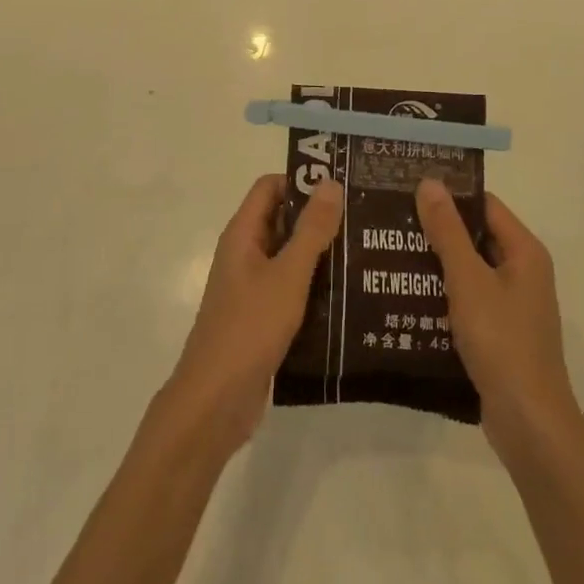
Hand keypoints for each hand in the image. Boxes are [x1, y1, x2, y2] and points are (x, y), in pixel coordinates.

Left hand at [164, 174, 343, 453]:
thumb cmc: (249, 328)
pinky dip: (316, 287)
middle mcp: (245, 255)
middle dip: (319, 218)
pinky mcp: (262, 318)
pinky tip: (351, 296)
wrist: (215, 402)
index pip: (270, 187)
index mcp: (243, 235)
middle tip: (365, 217)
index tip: (343, 184)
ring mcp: (252, 288)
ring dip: (321, 254)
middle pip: (283, 220)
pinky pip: (292, 290)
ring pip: (290, 258)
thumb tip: (330, 182)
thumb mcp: (287, 275)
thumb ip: (311, 230)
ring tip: (367, 252)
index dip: (302, 180)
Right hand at [414, 179, 579, 464]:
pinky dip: (442, 295)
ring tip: (389, 255)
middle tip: (390, 221)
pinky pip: (468, 301)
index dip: (449, 195)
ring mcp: (512, 305)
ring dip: (435, 264)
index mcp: (524, 251)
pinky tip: (407, 298)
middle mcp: (523, 272)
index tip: (408, 189)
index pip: (484, 205)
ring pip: (468, 271)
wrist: (529, 424)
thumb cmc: (502, 341)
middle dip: (436, 230)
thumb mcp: (468, 280)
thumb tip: (430, 182)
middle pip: (476, 236)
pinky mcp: (500, 334)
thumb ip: (448, 231)